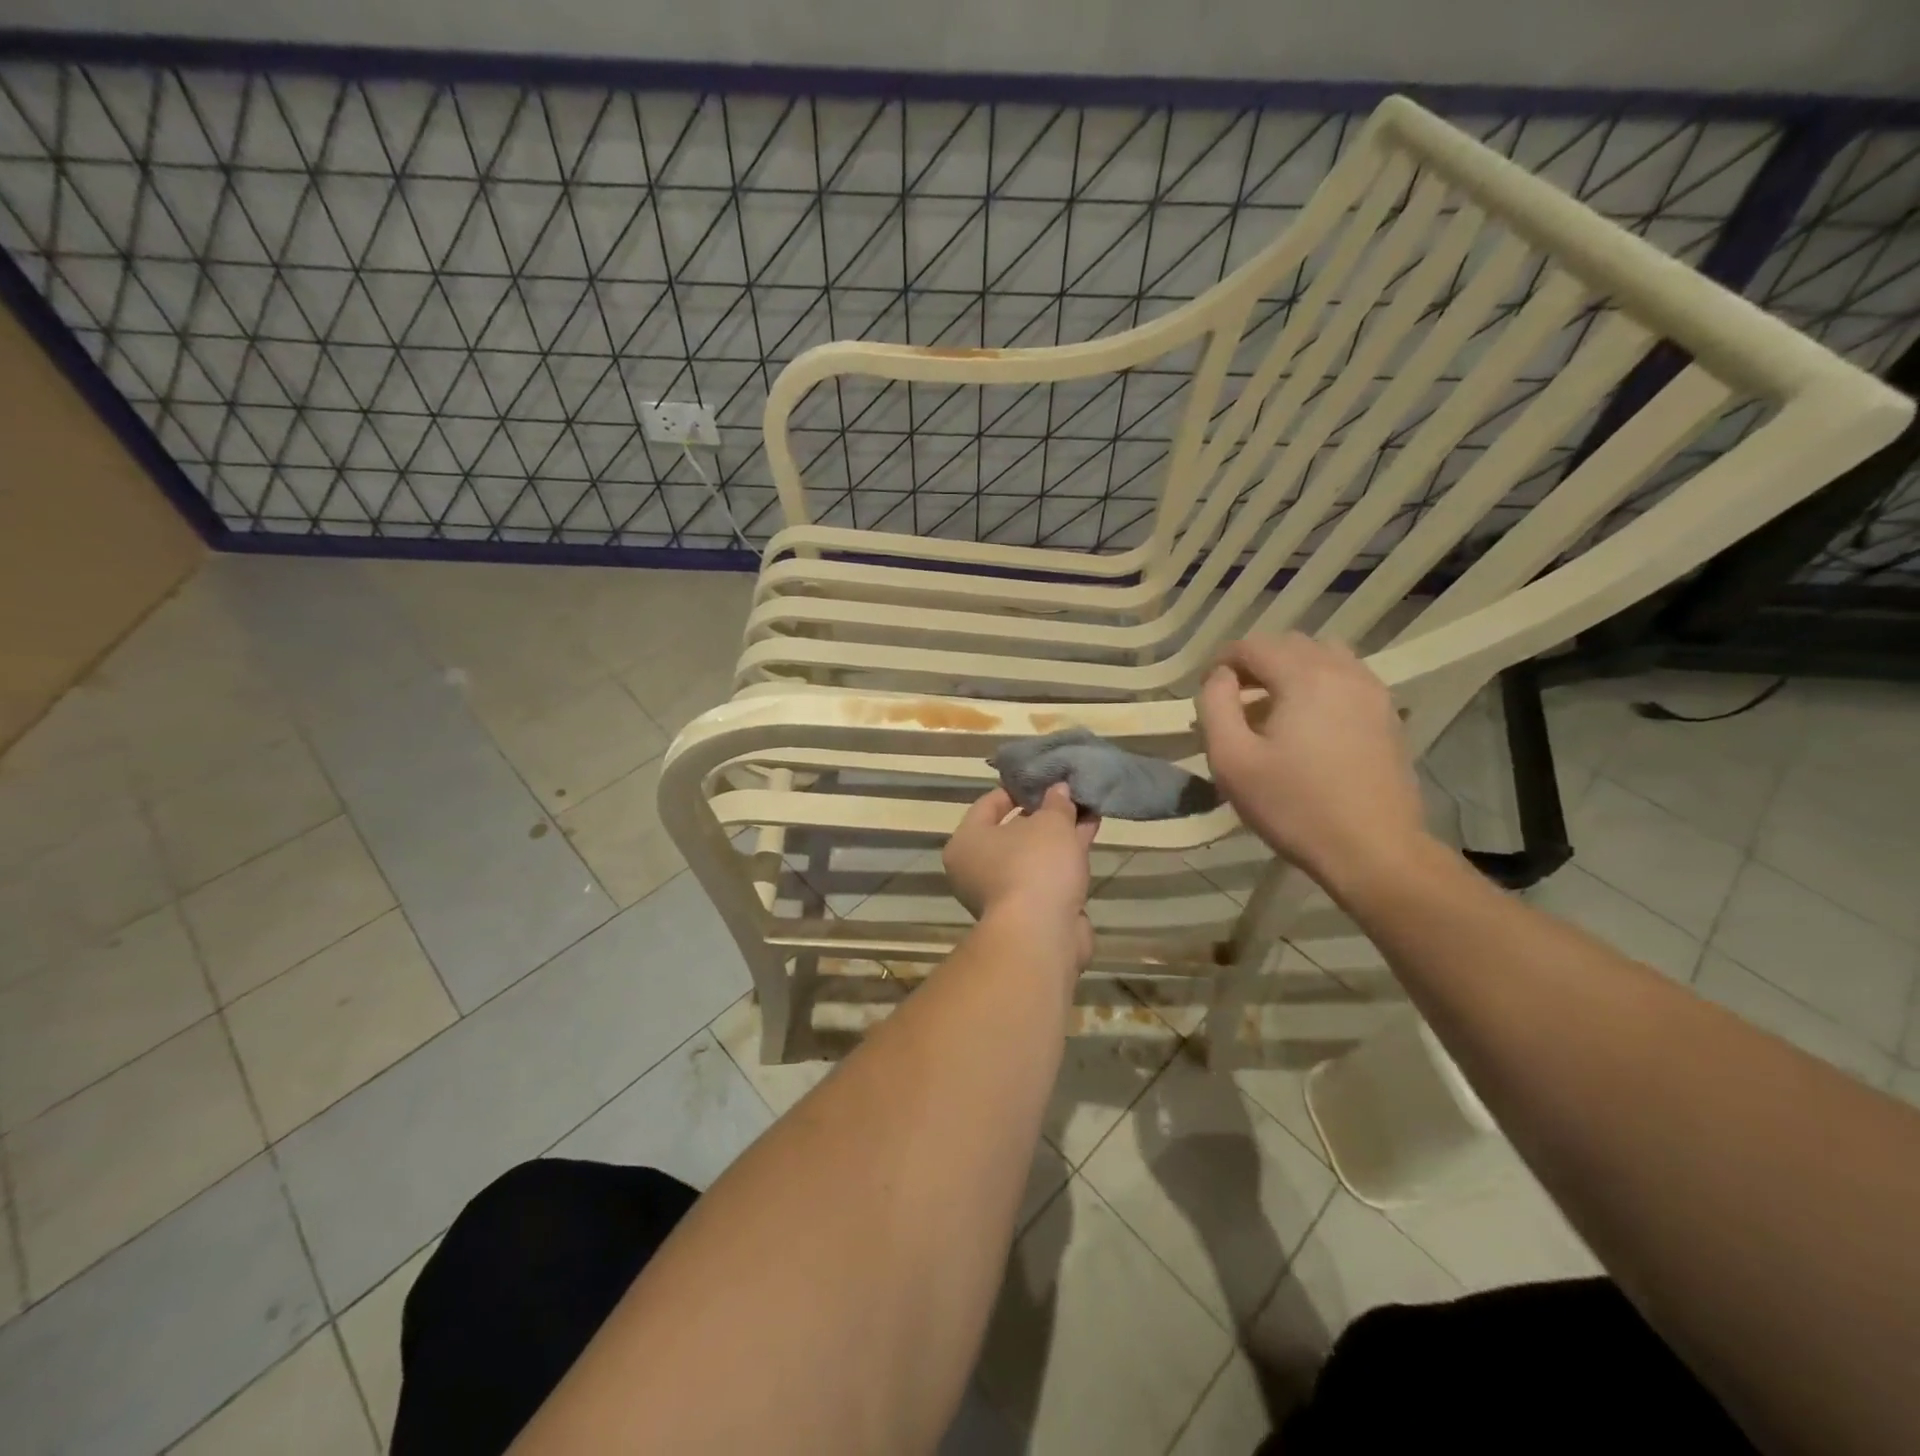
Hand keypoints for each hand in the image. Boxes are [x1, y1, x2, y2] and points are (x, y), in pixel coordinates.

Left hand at [944, 784, 1098, 968]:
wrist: (1043, 935)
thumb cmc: (1034, 866)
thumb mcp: (1050, 823)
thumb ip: (1056, 803)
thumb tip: (1059, 790)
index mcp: (967, 842)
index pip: (988, 805)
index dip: (1017, 789)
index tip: (1042, 777)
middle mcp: (978, 868)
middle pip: (1013, 831)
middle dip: (1044, 813)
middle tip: (1069, 793)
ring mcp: (1004, 892)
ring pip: (1034, 853)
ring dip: (1060, 834)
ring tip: (1088, 808)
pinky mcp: (1031, 911)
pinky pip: (1048, 873)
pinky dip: (1066, 856)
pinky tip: (1089, 834)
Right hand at [1196, 634, 1430, 893]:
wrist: (1374, 851)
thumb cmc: (1294, 806)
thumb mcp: (1231, 759)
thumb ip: (1215, 705)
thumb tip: (1219, 677)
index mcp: (1304, 676)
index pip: (1253, 645)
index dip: (1222, 661)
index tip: (1207, 691)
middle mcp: (1343, 671)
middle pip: (1290, 644)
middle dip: (1256, 663)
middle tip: (1233, 699)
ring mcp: (1373, 692)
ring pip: (1323, 658)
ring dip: (1290, 671)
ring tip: (1271, 708)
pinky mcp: (1388, 716)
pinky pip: (1346, 680)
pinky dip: (1319, 686)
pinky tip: (1307, 725)